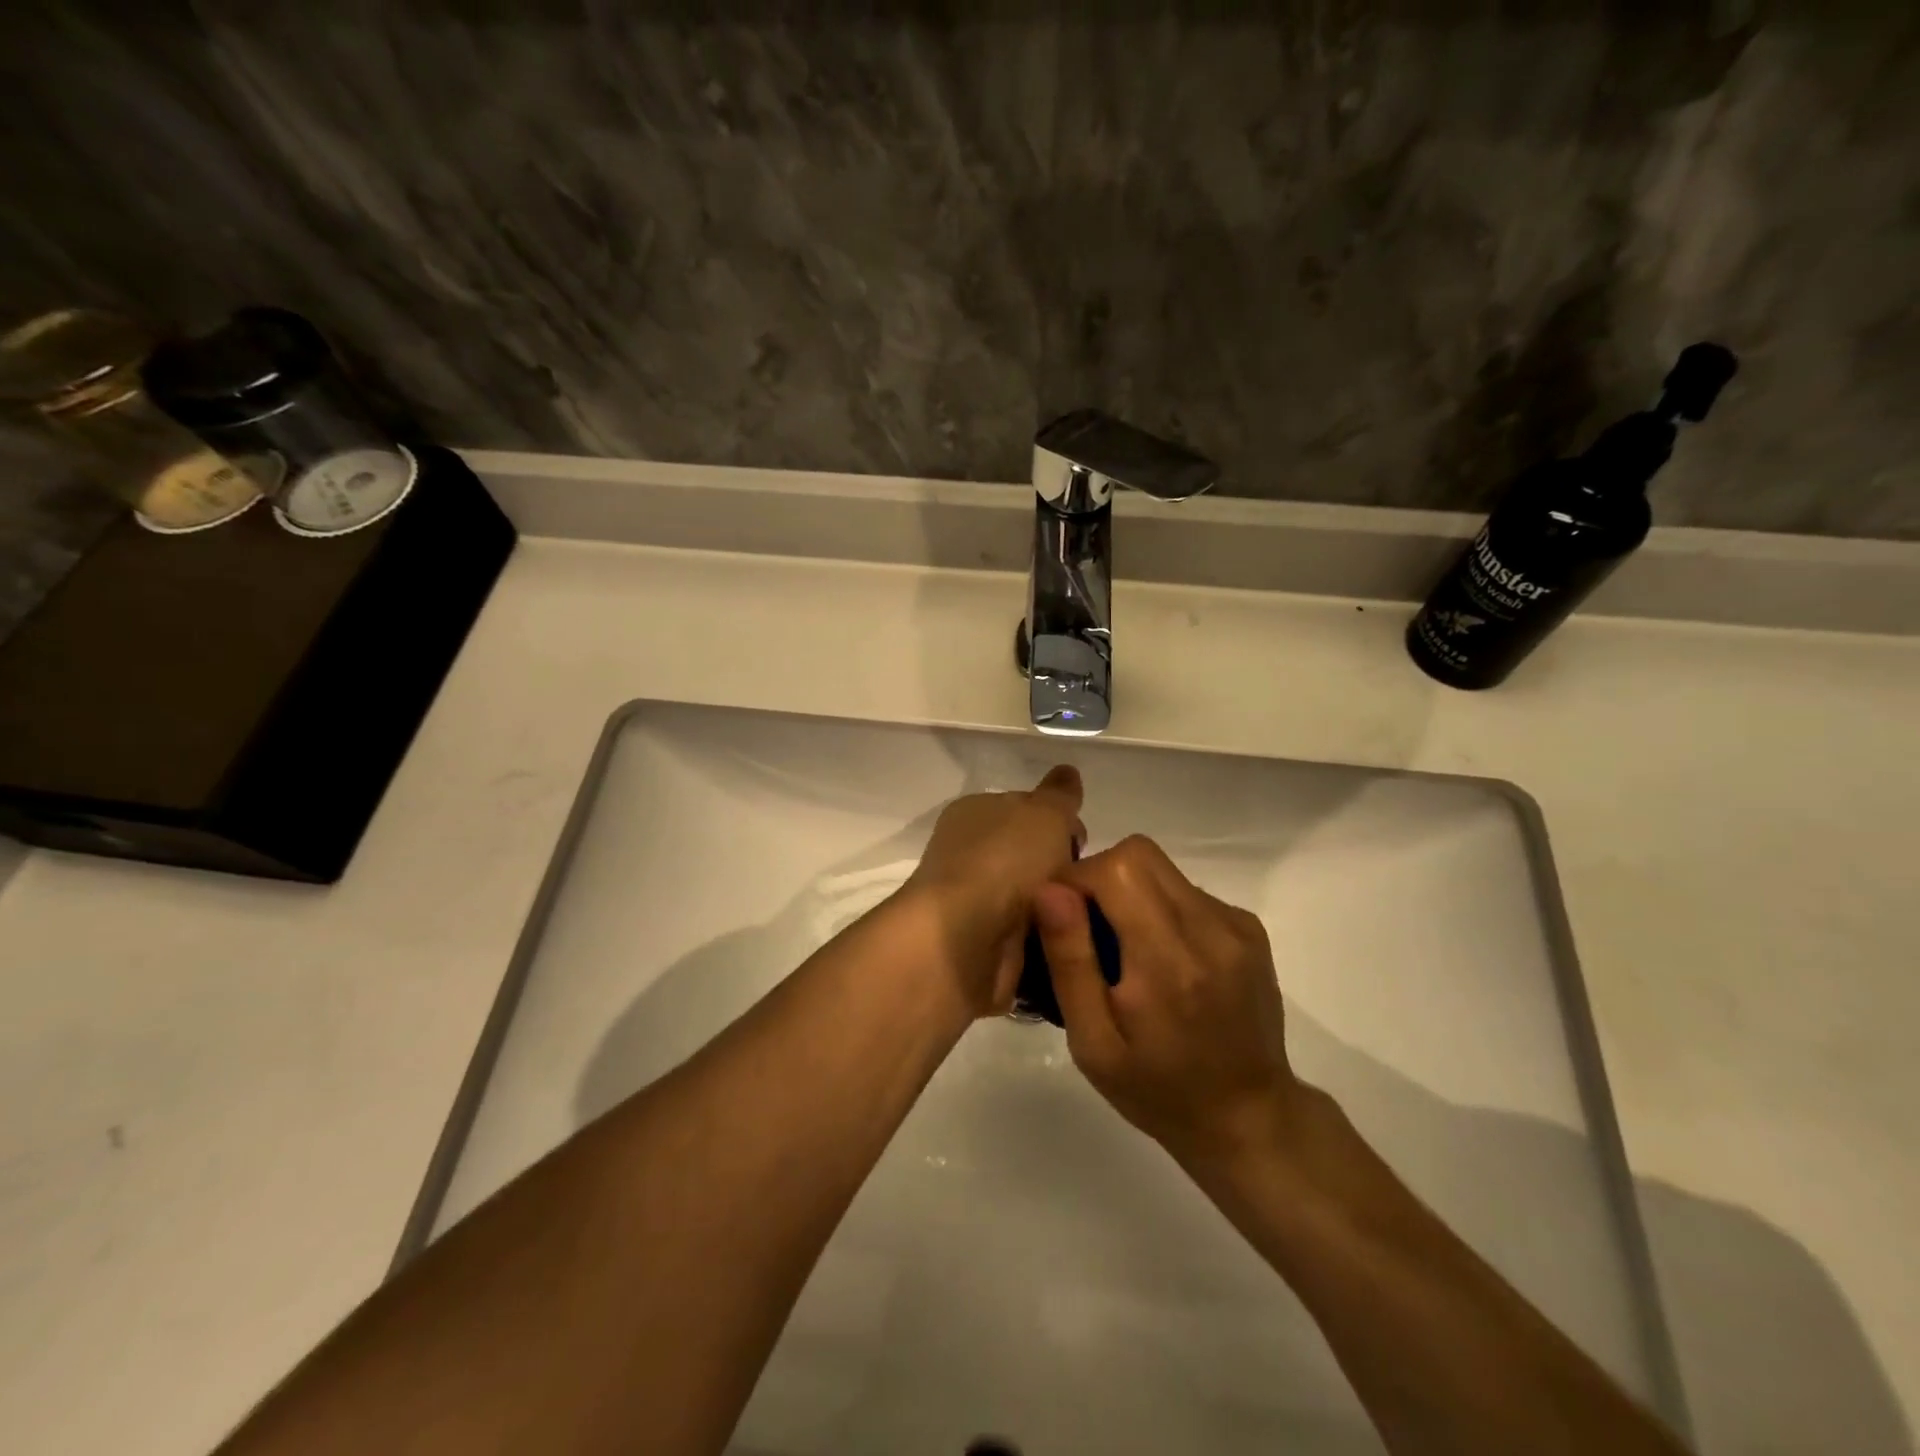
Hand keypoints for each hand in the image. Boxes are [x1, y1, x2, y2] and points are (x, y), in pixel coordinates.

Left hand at [901, 765, 1084, 1017]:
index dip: (1057, 820)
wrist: (965, 939)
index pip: (1024, 807)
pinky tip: (1068, 940)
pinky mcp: (982, 941)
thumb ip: (1059, 794)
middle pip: (1031, 854)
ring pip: (1033, 896)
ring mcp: (974, 899)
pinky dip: (1046, 936)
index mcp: (975, 812)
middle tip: (1088, 881)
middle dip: (1062, 867)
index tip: (1081, 841)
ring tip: (1085, 915)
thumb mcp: (1044, 813)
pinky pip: (1028, 934)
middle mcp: (970, 852)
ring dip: (1058, 905)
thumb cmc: (1004, 861)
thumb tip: (1067, 772)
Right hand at [1033, 835, 1299, 1164]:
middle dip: (1099, 877)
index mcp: (1168, 961)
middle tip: (1086, 928)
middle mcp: (1210, 929)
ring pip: (1162, 869)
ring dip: (1129, 892)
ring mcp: (1236, 924)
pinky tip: (1161, 958)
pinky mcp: (1249, 927)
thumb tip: (1048, 891)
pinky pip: (1186, 890)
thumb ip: (1070, 961)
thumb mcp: (1093, 1043)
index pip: (1116, 868)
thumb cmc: (1158, 1091)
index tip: (1059, 917)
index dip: (1076, 879)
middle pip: (1139, 854)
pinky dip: (1160, 907)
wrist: (1248, 1119)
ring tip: (1124, 950)